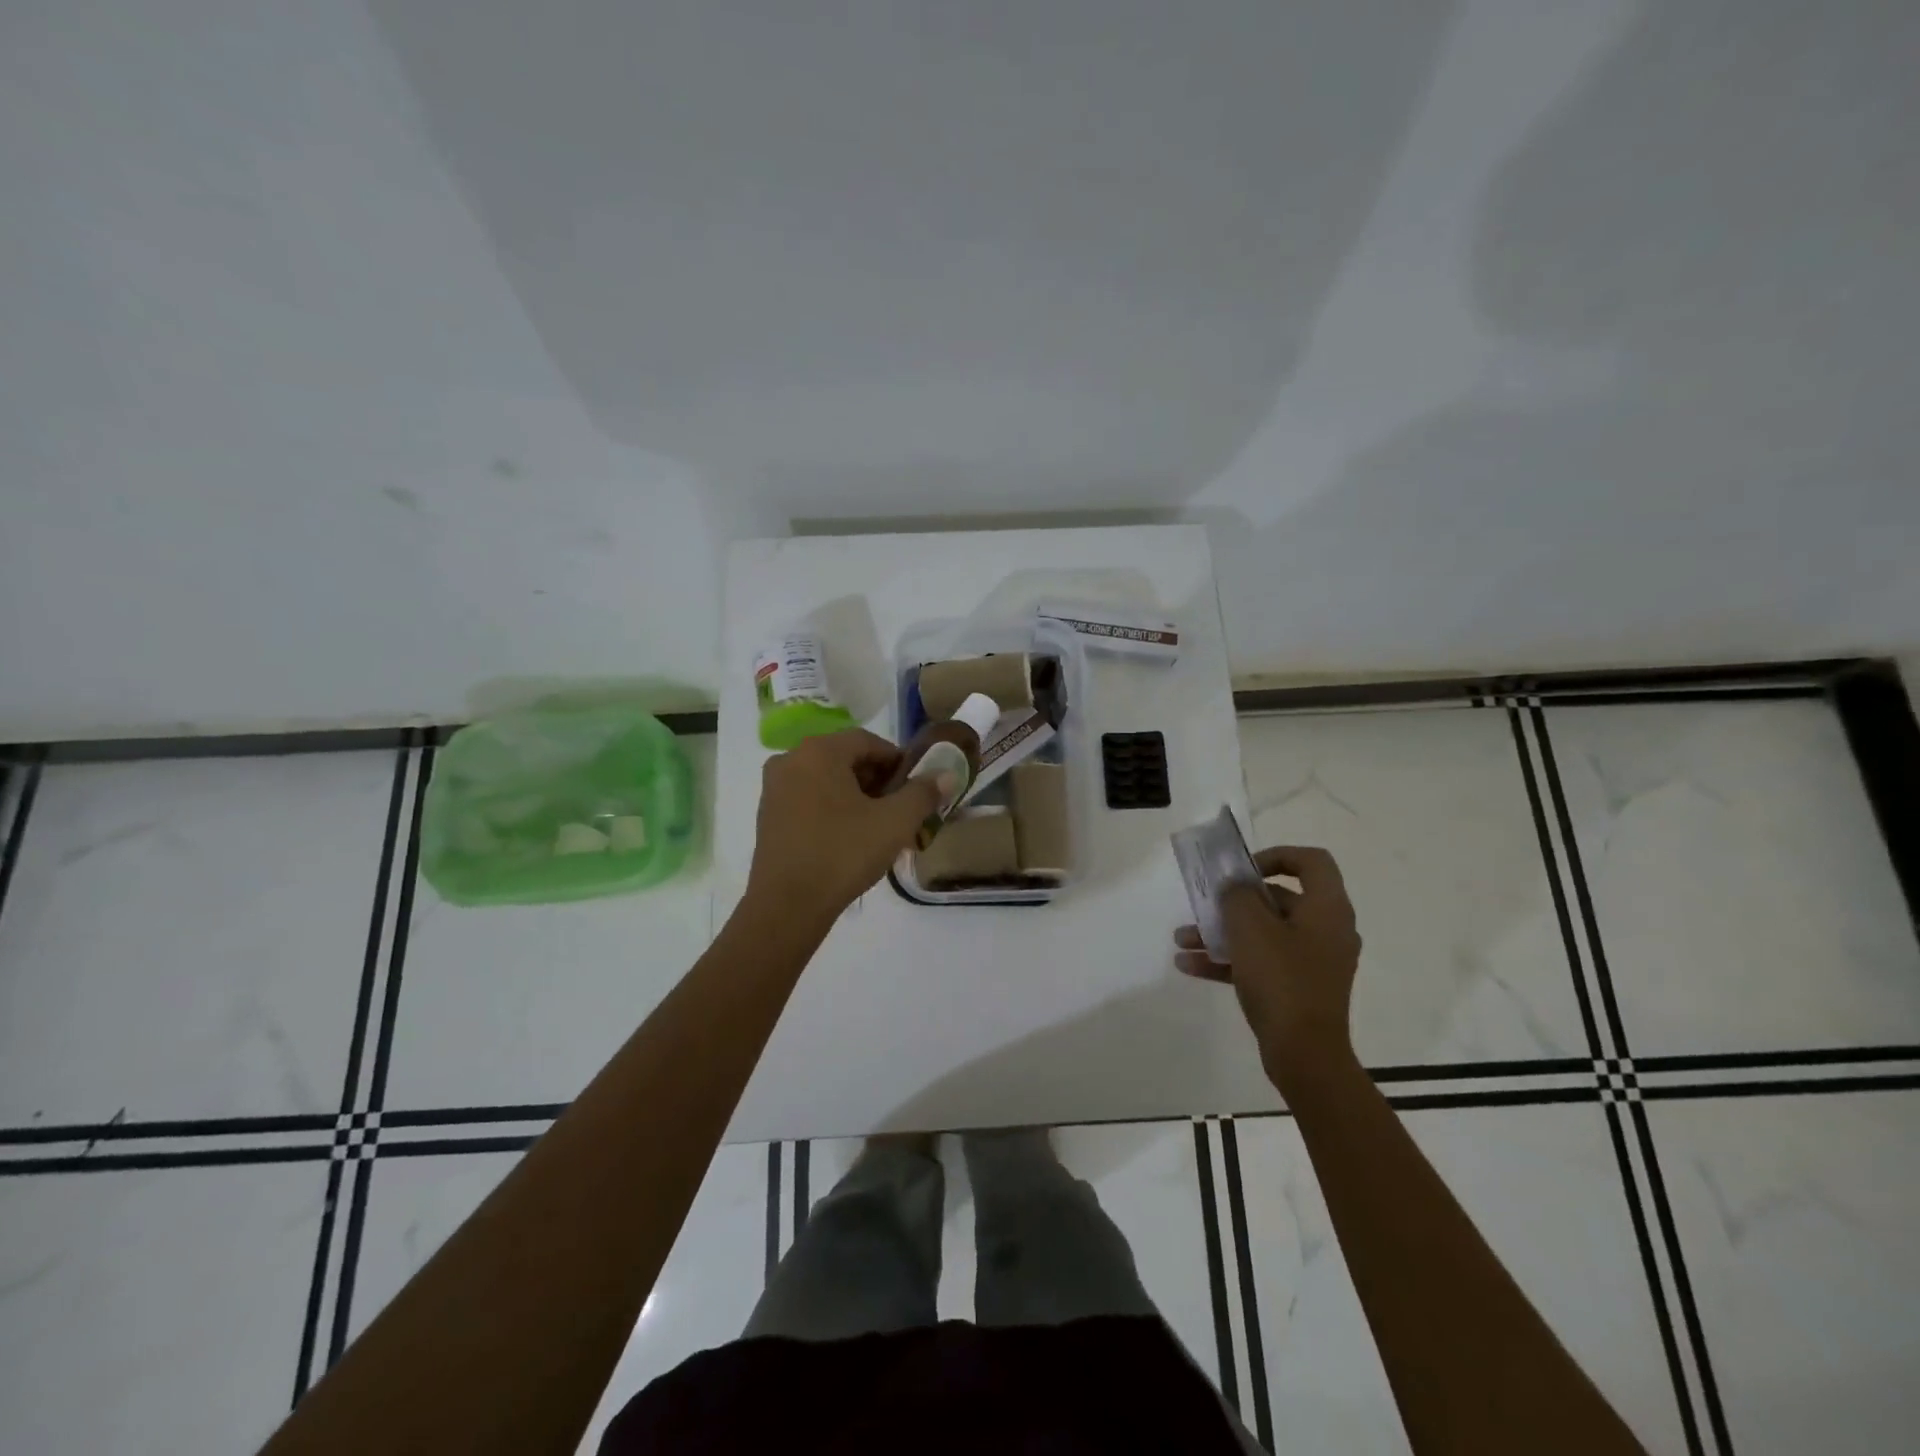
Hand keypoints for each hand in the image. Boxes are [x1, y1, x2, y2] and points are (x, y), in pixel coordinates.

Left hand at [747, 728, 944, 918]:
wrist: (787, 906)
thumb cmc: (843, 854)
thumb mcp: (894, 823)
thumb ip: (923, 793)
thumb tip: (946, 774)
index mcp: (819, 752)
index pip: (868, 741)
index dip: (898, 761)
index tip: (917, 786)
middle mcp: (791, 760)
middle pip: (846, 759)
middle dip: (879, 781)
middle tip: (903, 809)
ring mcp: (774, 789)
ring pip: (828, 781)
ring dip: (858, 797)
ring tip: (881, 827)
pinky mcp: (768, 816)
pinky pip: (810, 799)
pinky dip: (834, 810)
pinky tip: (852, 838)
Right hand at [1172, 845, 1361, 1086]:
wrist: (1304, 1056)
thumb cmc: (1281, 980)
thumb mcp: (1250, 927)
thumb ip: (1238, 895)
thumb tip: (1236, 886)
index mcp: (1327, 909)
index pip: (1311, 862)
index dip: (1275, 856)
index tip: (1242, 871)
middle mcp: (1326, 930)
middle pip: (1279, 899)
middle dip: (1234, 901)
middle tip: (1204, 905)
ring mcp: (1313, 962)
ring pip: (1264, 933)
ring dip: (1222, 932)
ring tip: (1182, 939)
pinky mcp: (1298, 989)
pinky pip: (1261, 963)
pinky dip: (1229, 961)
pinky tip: (1188, 965)